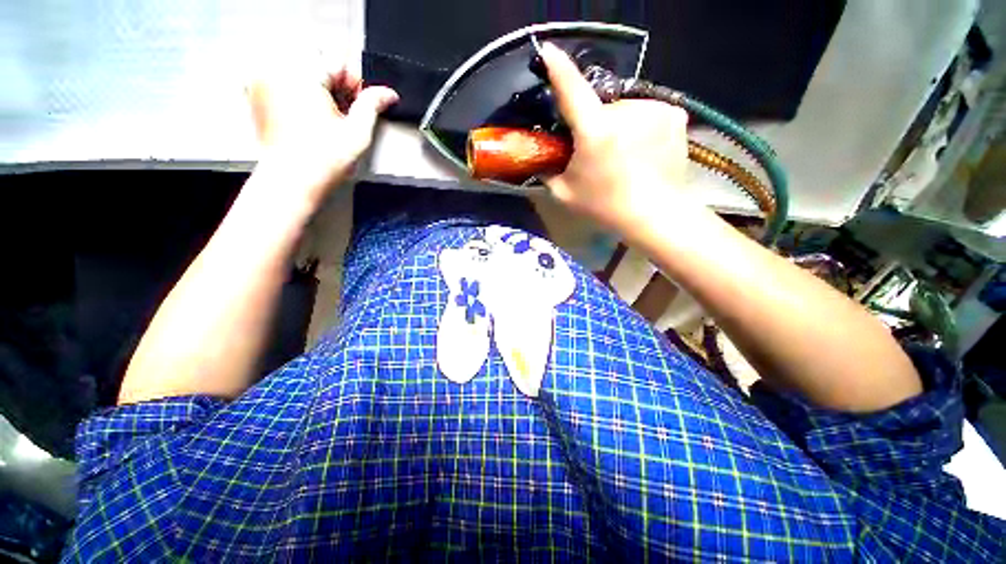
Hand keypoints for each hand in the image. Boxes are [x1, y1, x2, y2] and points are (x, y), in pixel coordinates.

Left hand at [246, 56, 397, 207]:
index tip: (358, 107)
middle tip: (342, 116)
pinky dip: (302, 95)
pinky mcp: (256, 92)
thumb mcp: (357, 133)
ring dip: (320, 90)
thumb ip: (373, 105)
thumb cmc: (321, 162)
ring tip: (325, 120)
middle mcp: (277, 69)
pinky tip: (309, 119)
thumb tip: (388, 93)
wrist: (290, 182)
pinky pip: (286, 81)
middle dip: (336, 87)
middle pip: (320, 63)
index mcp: (302, 73)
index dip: (355, 86)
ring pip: (304, 72)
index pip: (340, 61)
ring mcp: (263, 80)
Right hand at [539, 42, 694, 233]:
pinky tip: (643, 150)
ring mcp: (653, 109)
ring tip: (623, 156)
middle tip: (596, 153)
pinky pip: (646, 112)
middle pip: (600, 107)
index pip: (571, 89)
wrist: (654, 214)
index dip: (558, 68)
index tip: (548, 49)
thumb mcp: (564, 194)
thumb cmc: (605, 207)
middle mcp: (625, 111)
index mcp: (594, 131)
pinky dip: (640, 126)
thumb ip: (547, 173)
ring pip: (625, 109)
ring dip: (618, 125)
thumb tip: (540, 159)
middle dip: (594, 124)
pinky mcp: (674, 113)